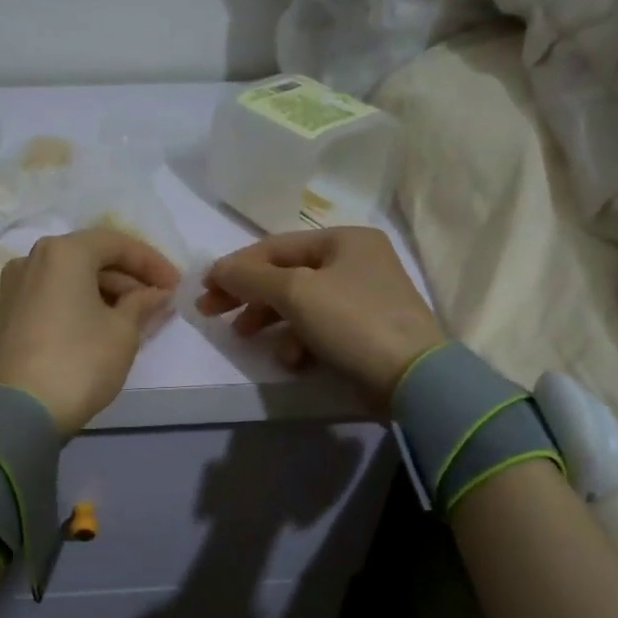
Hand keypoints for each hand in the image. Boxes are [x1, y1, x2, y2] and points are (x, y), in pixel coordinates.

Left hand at [0, 228, 179, 436]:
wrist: (18, 411)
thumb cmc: (79, 362)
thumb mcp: (123, 332)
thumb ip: (143, 304)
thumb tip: (157, 294)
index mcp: (63, 252)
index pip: (117, 243)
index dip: (152, 262)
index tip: (176, 285)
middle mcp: (33, 259)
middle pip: (91, 258)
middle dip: (128, 278)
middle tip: (158, 303)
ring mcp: (15, 287)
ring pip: (71, 278)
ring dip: (106, 292)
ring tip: (137, 318)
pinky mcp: (8, 314)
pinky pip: (54, 296)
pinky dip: (81, 304)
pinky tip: (104, 325)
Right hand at [196, 227, 444, 405]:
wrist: (413, 378)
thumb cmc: (352, 321)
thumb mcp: (296, 293)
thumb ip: (250, 277)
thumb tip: (217, 270)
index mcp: (344, 239)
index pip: (275, 247)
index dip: (236, 266)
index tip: (204, 289)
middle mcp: (355, 261)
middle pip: (285, 275)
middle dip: (248, 296)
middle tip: (212, 314)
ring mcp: (362, 297)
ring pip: (299, 304)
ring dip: (270, 321)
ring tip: (247, 339)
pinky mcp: (363, 332)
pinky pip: (318, 329)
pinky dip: (299, 342)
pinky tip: (293, 361)